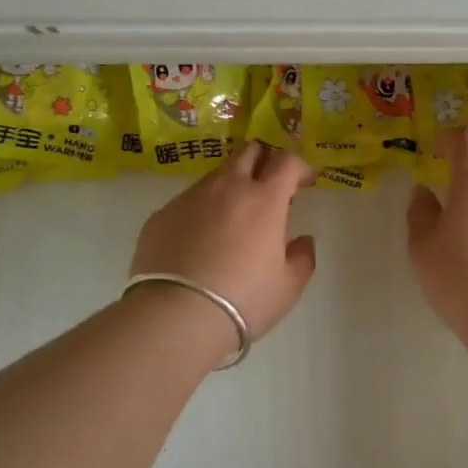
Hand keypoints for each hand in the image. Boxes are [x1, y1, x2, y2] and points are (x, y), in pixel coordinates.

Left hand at [130, 141, 318, 339]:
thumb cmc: (244, 300)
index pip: (286, 160)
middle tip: (270, 185)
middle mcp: (226, 187)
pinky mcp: (161, 215)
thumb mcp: (288, 287)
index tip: (305, 181)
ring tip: (233, 219)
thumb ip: (302, 258)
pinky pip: (188, 202)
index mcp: (263, 199)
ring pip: (215, 176)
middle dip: (264, 159)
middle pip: (248, 151)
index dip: (299, 166)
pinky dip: (202, 211)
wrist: (176, 315)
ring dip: (231, 186)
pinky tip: (200, 241)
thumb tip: (302, 241)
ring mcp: (189, 198)